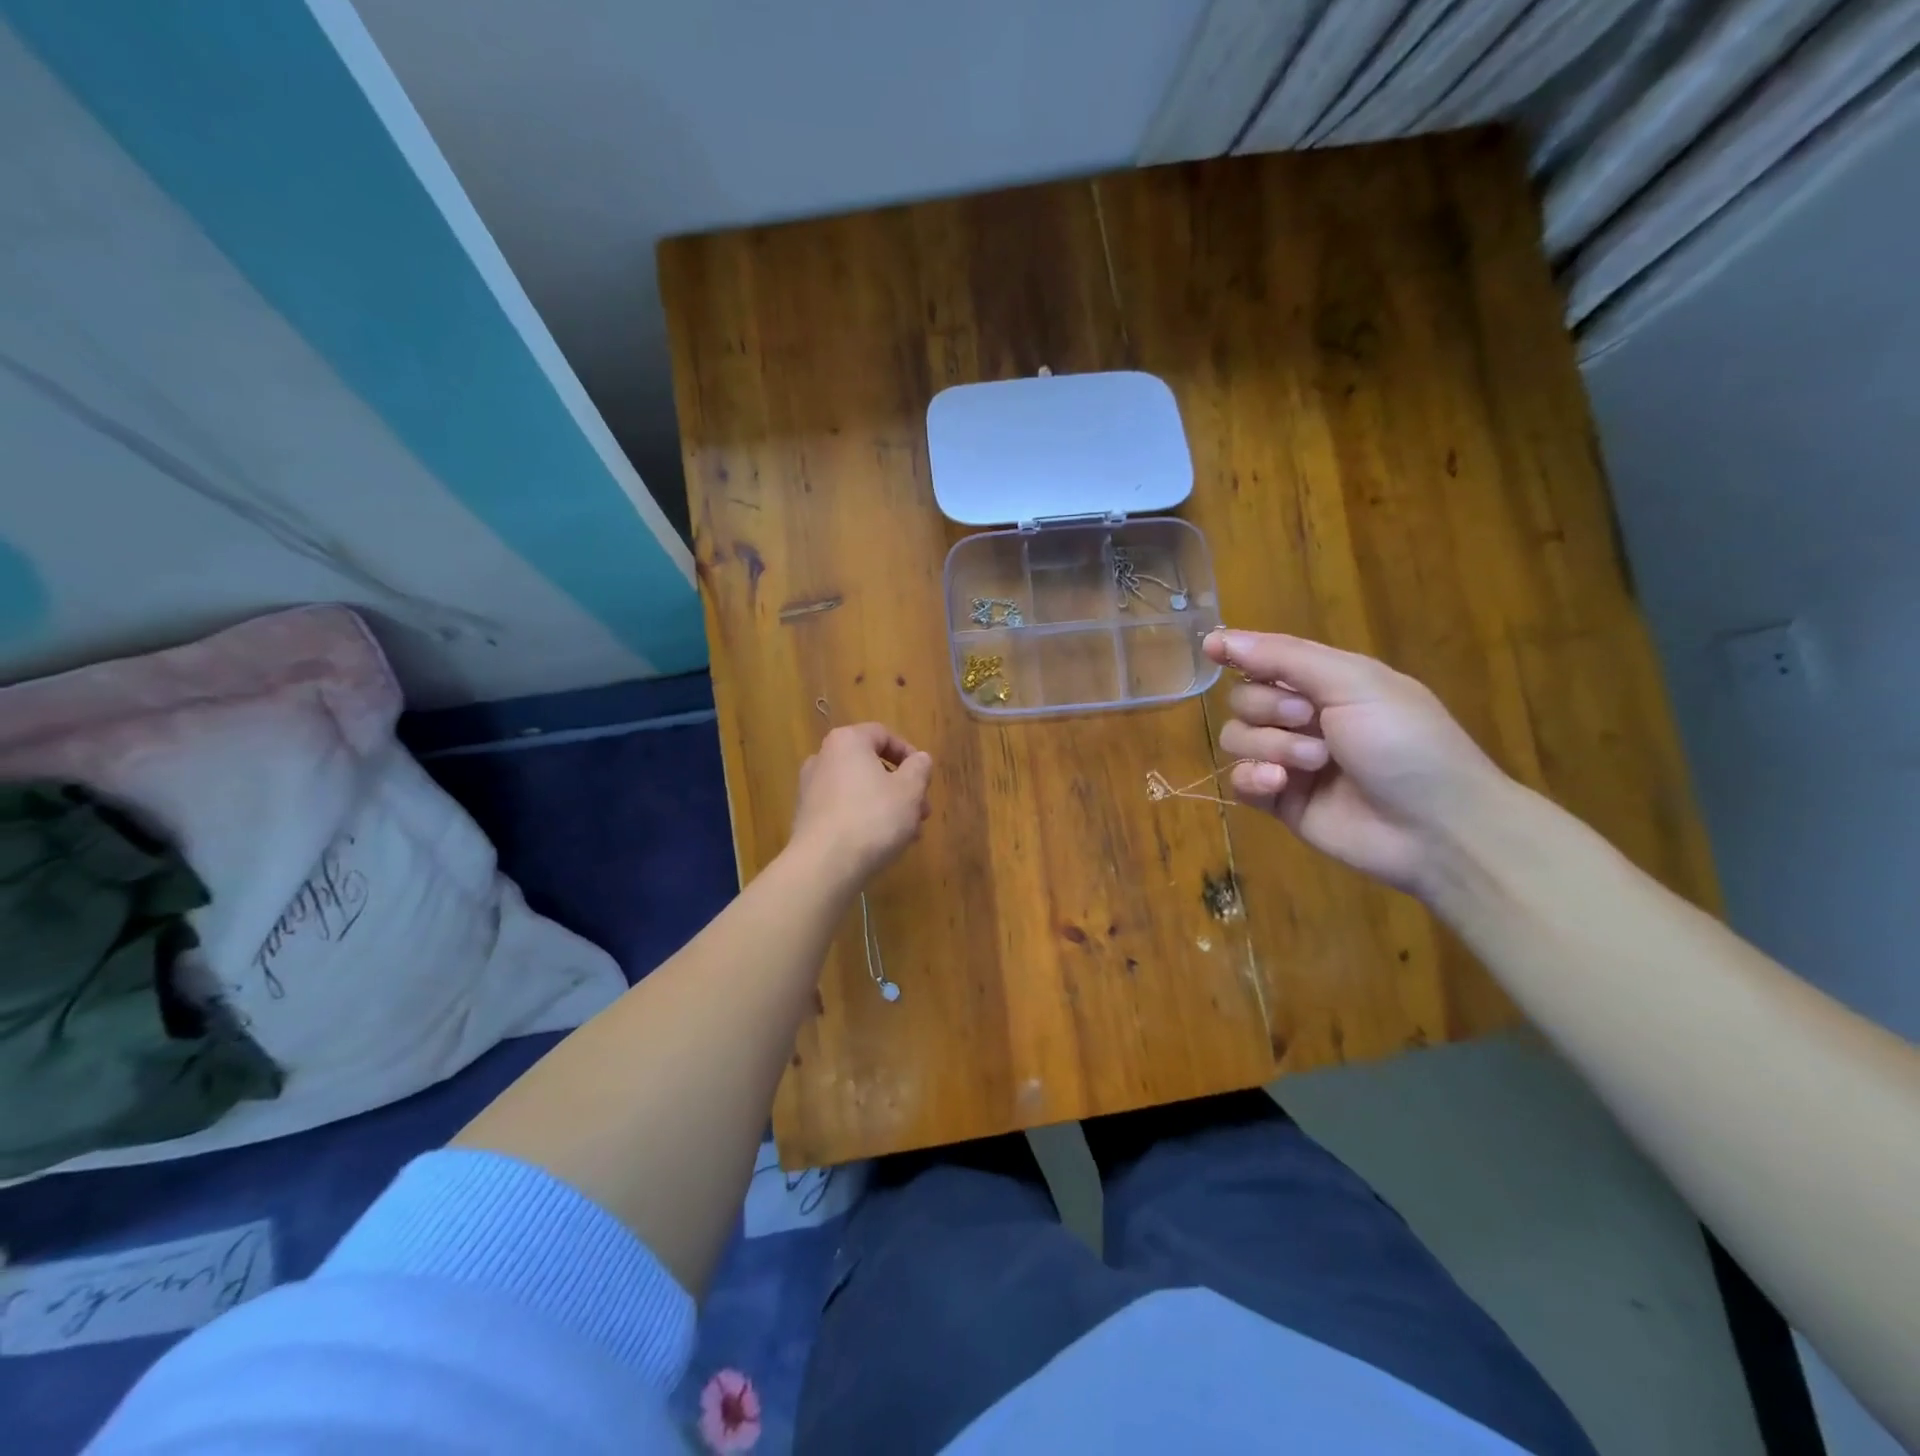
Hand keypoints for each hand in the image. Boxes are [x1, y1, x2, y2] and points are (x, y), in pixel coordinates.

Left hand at [791, 723, 933, 884]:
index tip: (925, 778)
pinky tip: (882, 844)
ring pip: (859, 790)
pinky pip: (843, 810)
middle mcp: (823, 758)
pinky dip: (864, 819)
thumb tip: (920, 759)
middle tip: (922, 811)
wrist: (824, 865)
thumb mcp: (910, 791)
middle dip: (901, 787)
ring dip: (886, 806)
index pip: (883, 734)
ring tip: (908, 833)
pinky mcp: (806, 818)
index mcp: (847, 742)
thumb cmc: (872, 818)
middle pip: (871, 765)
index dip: (909, 754)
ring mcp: (810, 789)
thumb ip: (919, 769)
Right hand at [1204, 629, 1510, 895]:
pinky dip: (1253, 779)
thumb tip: (1219, 638)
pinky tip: (1279, 785)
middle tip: (1308, 719)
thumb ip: (1284, 658)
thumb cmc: (1406, 742)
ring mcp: (1290, 761)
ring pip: (1237, 739)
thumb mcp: (1354, 683)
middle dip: (1268, 708)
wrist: (1437, 828)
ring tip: (1312, 763)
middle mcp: (1304, 718)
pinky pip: (1239, 781)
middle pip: (1244, 699)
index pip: (1268, 658)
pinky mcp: (1281, 801)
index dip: (1239, 651)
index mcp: (1327, 683)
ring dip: (1269, 746)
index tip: (1211, 647)